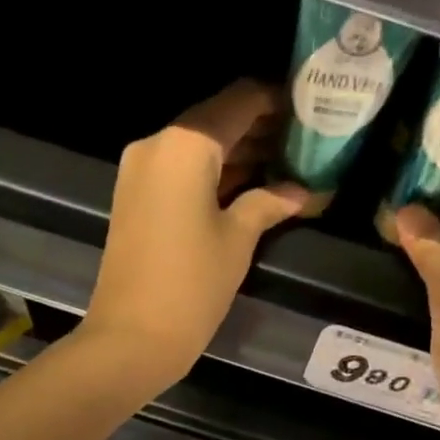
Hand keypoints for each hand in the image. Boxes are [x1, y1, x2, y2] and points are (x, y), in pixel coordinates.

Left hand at [82, 80, 310, 386]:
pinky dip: (211, 174)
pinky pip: (179, 172)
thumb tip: (297, 192)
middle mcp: (156, 144)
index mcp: (184, 144)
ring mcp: (139, 172)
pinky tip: (248, 186)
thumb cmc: (191, 285)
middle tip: (303, 141)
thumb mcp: (237, 240)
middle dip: (258, 129)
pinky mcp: (133, 199)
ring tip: (284, 164)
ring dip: (236, 153)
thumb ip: (267, 203)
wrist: (131, 337)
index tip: (308, 107)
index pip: (238, 102)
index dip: (275, 101)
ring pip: (197, 148)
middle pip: (215, 121)